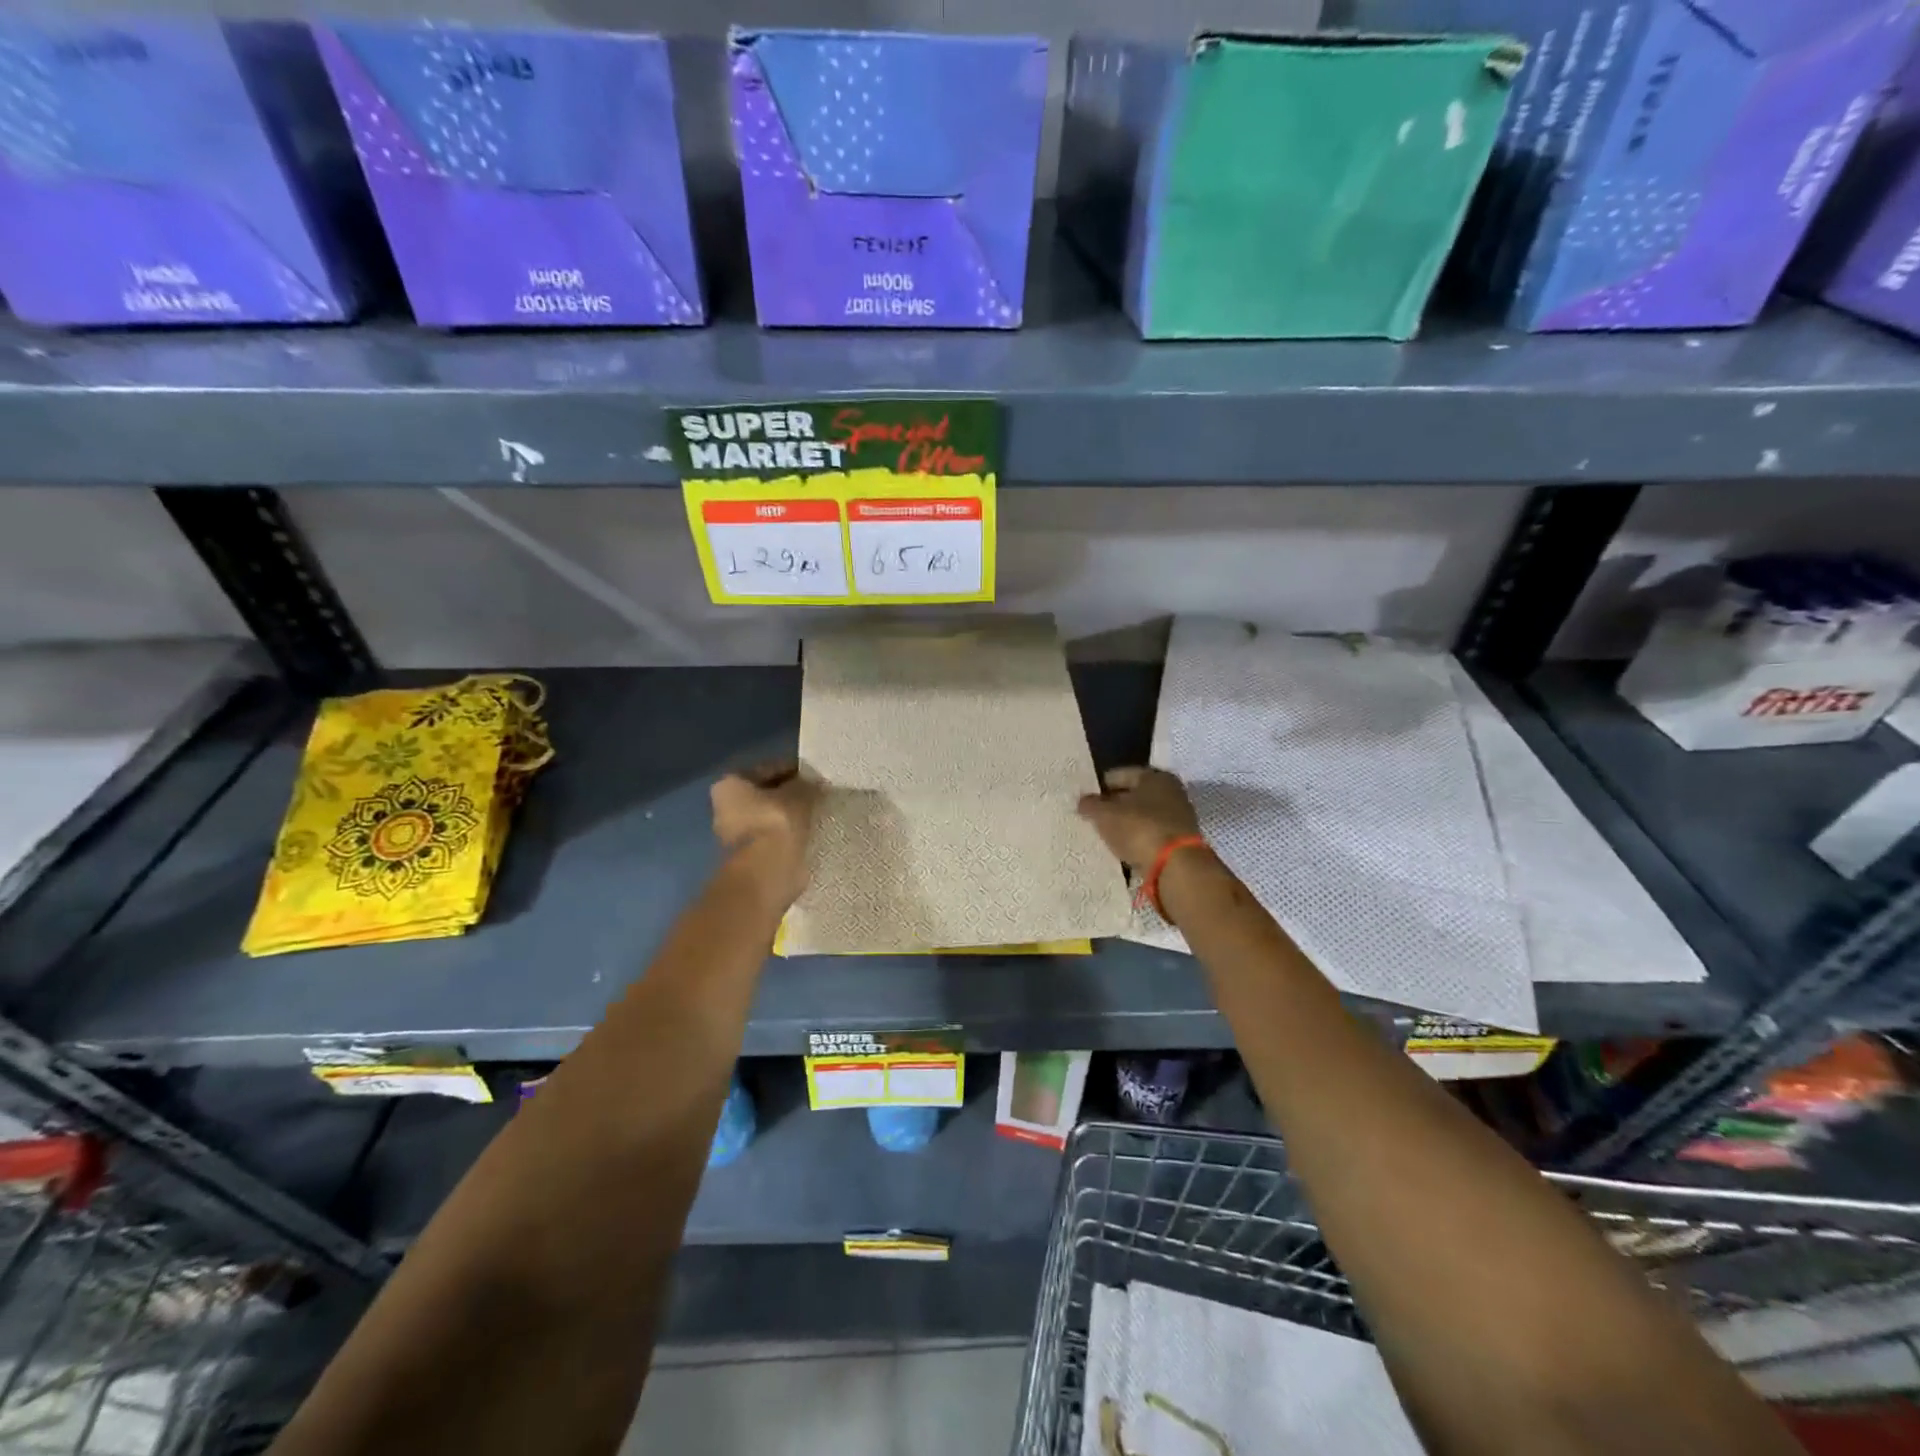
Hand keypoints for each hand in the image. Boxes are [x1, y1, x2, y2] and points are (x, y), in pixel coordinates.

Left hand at [711, 762, 818, 907]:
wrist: (767, 873)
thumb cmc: (777, 823)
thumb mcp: (799, 793)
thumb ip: (805, 784)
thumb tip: (812, 783)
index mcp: (730, 784)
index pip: (769, 768)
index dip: (795, 770)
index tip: (816, 776)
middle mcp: (725, 807)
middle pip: (766, 793)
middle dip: (790, 794)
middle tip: (819, 795)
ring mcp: (735, 834)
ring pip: (770, 816)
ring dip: (790, 816)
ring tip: (818, 814)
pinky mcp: (749, 855)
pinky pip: (774, 836)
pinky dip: (789, 834)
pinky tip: (810, 832)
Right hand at [1077, 767, 1201, 871]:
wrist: (1176, 867)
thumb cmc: (1139, 829)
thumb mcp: (1105, 815)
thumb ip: (1090, 805)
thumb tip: (1083, 801)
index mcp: (1154, 776)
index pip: (1119, 775)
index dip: (1099, 787)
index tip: (1084, 801)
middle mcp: (1171, 792)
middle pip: (1133, 795)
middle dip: (1113, 806)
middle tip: (1092, 818)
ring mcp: (1178, 818)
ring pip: (1142, 817)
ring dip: (1125, 825)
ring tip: (1104, 836)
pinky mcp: (1179, 842)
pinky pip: (1150, 836)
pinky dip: (1137, 840)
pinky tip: (1122, 849)